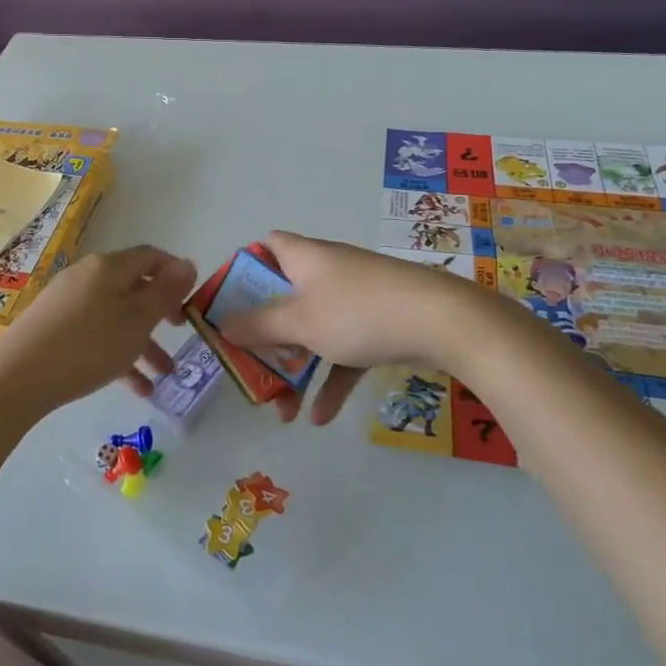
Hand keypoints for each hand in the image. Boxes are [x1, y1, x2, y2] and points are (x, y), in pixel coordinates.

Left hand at [0, 245, 196, 421]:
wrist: (16, 378)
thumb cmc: (87, 345)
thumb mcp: (137, 320)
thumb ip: (165, 292)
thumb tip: (188, 263)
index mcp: (109, 267)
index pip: (151, 257)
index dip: (175, 274)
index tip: (193, 300)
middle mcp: (88, 276)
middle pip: (133, 288)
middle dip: (160, 313)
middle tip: (180, 333)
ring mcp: (67, 301)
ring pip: (116, 316)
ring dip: (143, 343)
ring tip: (163, 376)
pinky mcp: (53, 327)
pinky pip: (96, 334)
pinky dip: (117, 354)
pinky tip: (135, 388)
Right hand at [219, 231, 495, 424]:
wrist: (443, 322)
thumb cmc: (358, 312)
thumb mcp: (299, 321)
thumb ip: (258, 325)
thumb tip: (223, 324)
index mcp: (305, 258)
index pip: (266, 247)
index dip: (244, 270)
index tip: (230, 306)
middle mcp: (328, 272)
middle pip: (285, 298)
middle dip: (266, 338)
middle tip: (251, 369)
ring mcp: (356, 298)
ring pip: (313, 331)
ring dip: (296, 368)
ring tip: (283, 411)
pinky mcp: (379, 323)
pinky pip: (344, 350)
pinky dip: (332, 379)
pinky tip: (321, 418)